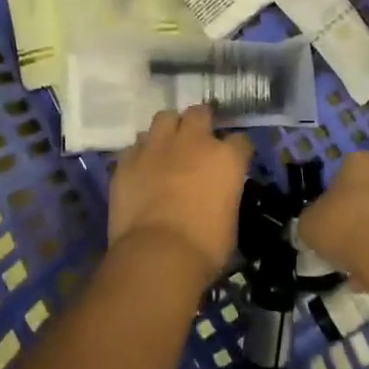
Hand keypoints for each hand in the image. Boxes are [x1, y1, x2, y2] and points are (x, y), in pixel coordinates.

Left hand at [108, 106, 250, 285]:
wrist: (157, 255)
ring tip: (167, 146)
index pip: (240, 140)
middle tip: (198, 140)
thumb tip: (216, 195)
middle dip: (200, 122)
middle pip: (199, 113)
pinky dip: (141, 153)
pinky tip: (142, 167)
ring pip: (164, 118)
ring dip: (169, 129)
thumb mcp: (229, 220)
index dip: (237, 149)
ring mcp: (157, 146)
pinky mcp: (128, 159)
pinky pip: (136, 145)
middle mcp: (193, 141)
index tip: (234, 159)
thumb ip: (224, 195)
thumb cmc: (204, 247)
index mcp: (225, 158)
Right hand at [300, 151, 368, 283]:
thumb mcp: (311, 225)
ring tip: (366, 273)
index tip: (331, 226)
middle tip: (348, 249)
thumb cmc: (349, 229)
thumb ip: (313, 220)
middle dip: (362, 220)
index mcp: (363, 162)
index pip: (344, 175)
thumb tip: (317, 224)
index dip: (335, 202)